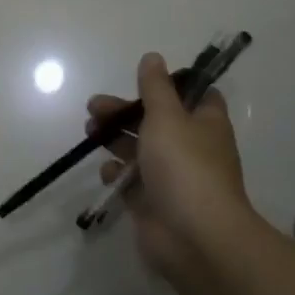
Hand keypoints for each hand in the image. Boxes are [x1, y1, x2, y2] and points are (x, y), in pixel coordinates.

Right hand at [86, 52, 252, 277]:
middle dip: (125, 112)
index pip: (195, 96)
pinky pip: (132, 183)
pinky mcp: (154, 204)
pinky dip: (117, 175)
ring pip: (140, 150)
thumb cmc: (184, 166)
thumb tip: (153, 57)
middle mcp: (192, 148)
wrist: (194, 237)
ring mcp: (173, 178)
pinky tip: (106, 172)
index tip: (143, 80)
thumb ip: (155, 87)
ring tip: (89, 132)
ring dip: (115, 139)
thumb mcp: (167, 116)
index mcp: (205, 123)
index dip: (172, 85)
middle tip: (94, 107)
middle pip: (156, 121)